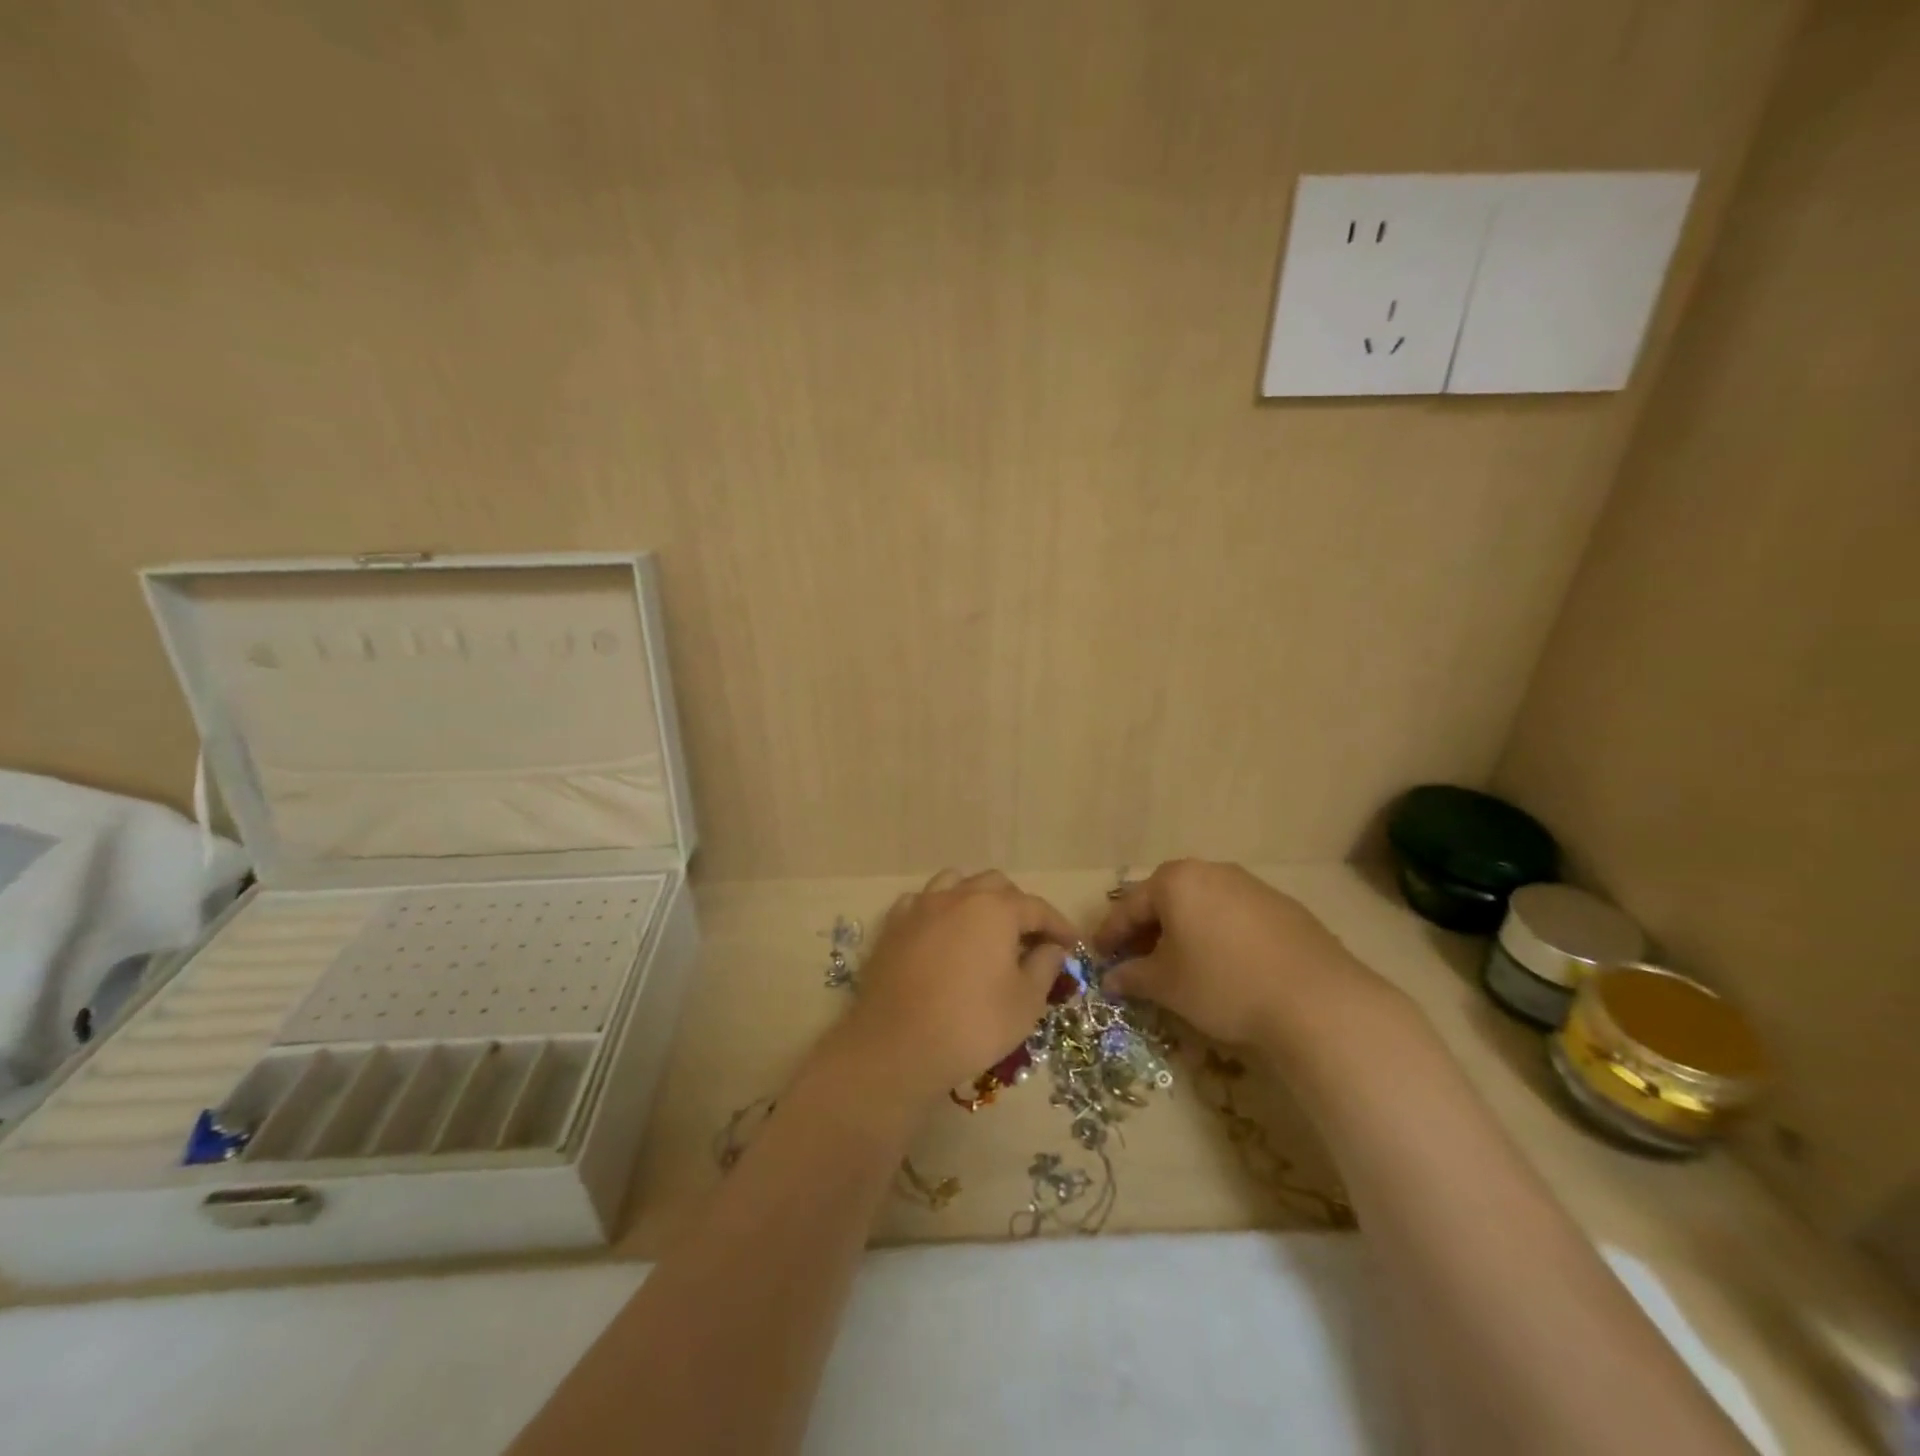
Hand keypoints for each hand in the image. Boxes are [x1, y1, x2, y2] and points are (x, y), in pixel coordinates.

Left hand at [833, 870, 1077, 1109]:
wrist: (896, 1045)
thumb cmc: (972, 1024)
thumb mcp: (1025, 1003)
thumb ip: (1044, 967)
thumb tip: (1052, 948)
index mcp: (995, 909)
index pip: (1037, 907)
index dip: (1058, 925)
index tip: (1072, 945)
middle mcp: (958, 896)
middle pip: (996, 886)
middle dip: (1018, 906)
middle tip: (1030, 938)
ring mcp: (921, 907)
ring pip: (955, 883)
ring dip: (977, 899)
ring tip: (985, 927)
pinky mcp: (893, 926)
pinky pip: (922, 902)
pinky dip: (939, 910)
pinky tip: (942, 932)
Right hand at [1093, 860, 1390, 1054]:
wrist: (1315, 1000)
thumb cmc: (1223, 984)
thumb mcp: (1167, 985)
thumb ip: (1133, 976)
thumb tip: (1111, 979)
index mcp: (1176, 881)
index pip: (1130, 906)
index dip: (1110, 933)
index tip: (1098, 955)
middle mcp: (1212, 872)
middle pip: (1166, 899)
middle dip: (1147, 929)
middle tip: (1135, 958)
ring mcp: (1251, 886)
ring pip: (1202, 905)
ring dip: (1183, 930)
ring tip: (1179, 962)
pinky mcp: (1283, 907)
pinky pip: (1234, 916)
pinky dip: (1218, 934)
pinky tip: (1224, 964)